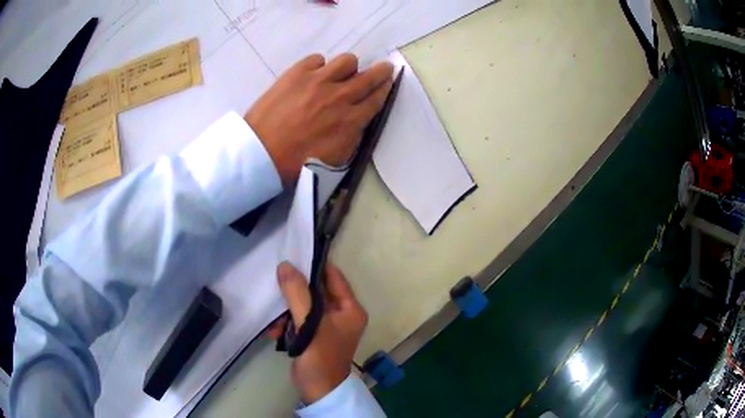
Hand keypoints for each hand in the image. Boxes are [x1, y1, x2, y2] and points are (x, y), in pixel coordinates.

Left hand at [246, 53, 393, 184]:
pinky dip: (319, 66)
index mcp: (351, 120)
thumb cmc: (298, 162)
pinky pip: (318, 58)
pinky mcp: (297, 72)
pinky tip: (311, 77)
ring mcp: (318, 80)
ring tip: (338, 75)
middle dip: (381, 71)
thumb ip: (354, 134)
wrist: (261, 152)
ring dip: (348, 68)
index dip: (385, 88)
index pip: (377, 98)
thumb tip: (360, 117)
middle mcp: (340, 95)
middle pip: (371, 75)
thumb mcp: (337, 157)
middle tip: (382, 69)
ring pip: (347, 60)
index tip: (388, 82)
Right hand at [272, 261, 367, 403]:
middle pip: (315, 291)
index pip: (333, 277)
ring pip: (303, 305)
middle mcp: (341, 314)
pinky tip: (275, 332)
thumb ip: (297, 294)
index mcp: (350, 309)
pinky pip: (299, 319)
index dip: (314, 265)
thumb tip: (286, 265)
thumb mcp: (310, 324)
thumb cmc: (320, 357)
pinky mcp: (313, 334)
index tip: (293, 254)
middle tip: (275, 289)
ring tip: (274, 323)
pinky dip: (286, 324)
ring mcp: (327, 325)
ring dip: (286, 312)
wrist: (317, 390)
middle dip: (293, 293)